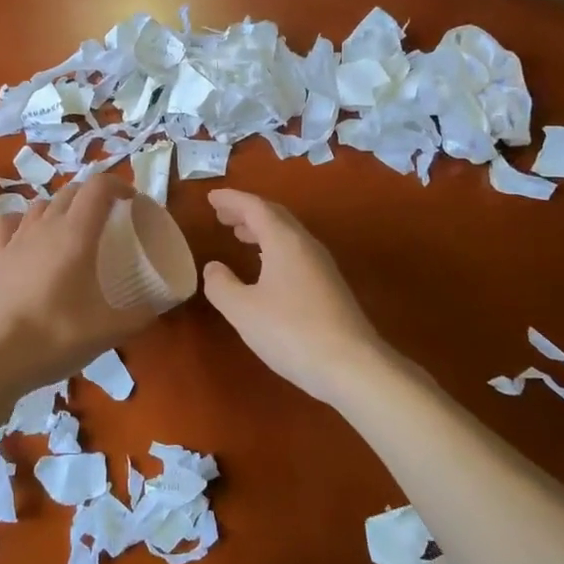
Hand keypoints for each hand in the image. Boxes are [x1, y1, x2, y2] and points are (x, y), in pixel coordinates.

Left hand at [0, 173, 158, 402]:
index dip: (119, 186)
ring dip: (62, 207)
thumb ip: (139, 316)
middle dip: (94, 196)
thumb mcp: (108, 331)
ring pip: (42, 204)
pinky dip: (24, 221)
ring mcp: (17, 238)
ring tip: (74, 230)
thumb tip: (157, 307)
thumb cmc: (56, 336)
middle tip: (110, 220)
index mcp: (76, 234)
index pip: (99, 187)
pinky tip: (30, 236)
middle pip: (72, 191)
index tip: (133, 203)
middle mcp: (46, 226)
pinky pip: (10, 222)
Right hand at [202, 189, 389, 406]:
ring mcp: (322, 265)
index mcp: (284, 240)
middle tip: (222, 214)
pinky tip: (266, 267)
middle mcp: (305, 245)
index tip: (211, 197)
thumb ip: (221, 285)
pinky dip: (274, 247)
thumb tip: (213, 267)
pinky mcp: (329, 286)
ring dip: (261, 229)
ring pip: (287, 234)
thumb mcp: (243, 310)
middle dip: (246, 211)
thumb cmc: (291, 332)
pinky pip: (296, 252)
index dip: (231, 199)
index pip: (255, 207)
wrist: (352, 366)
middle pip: (274, 216)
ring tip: (239, 235)